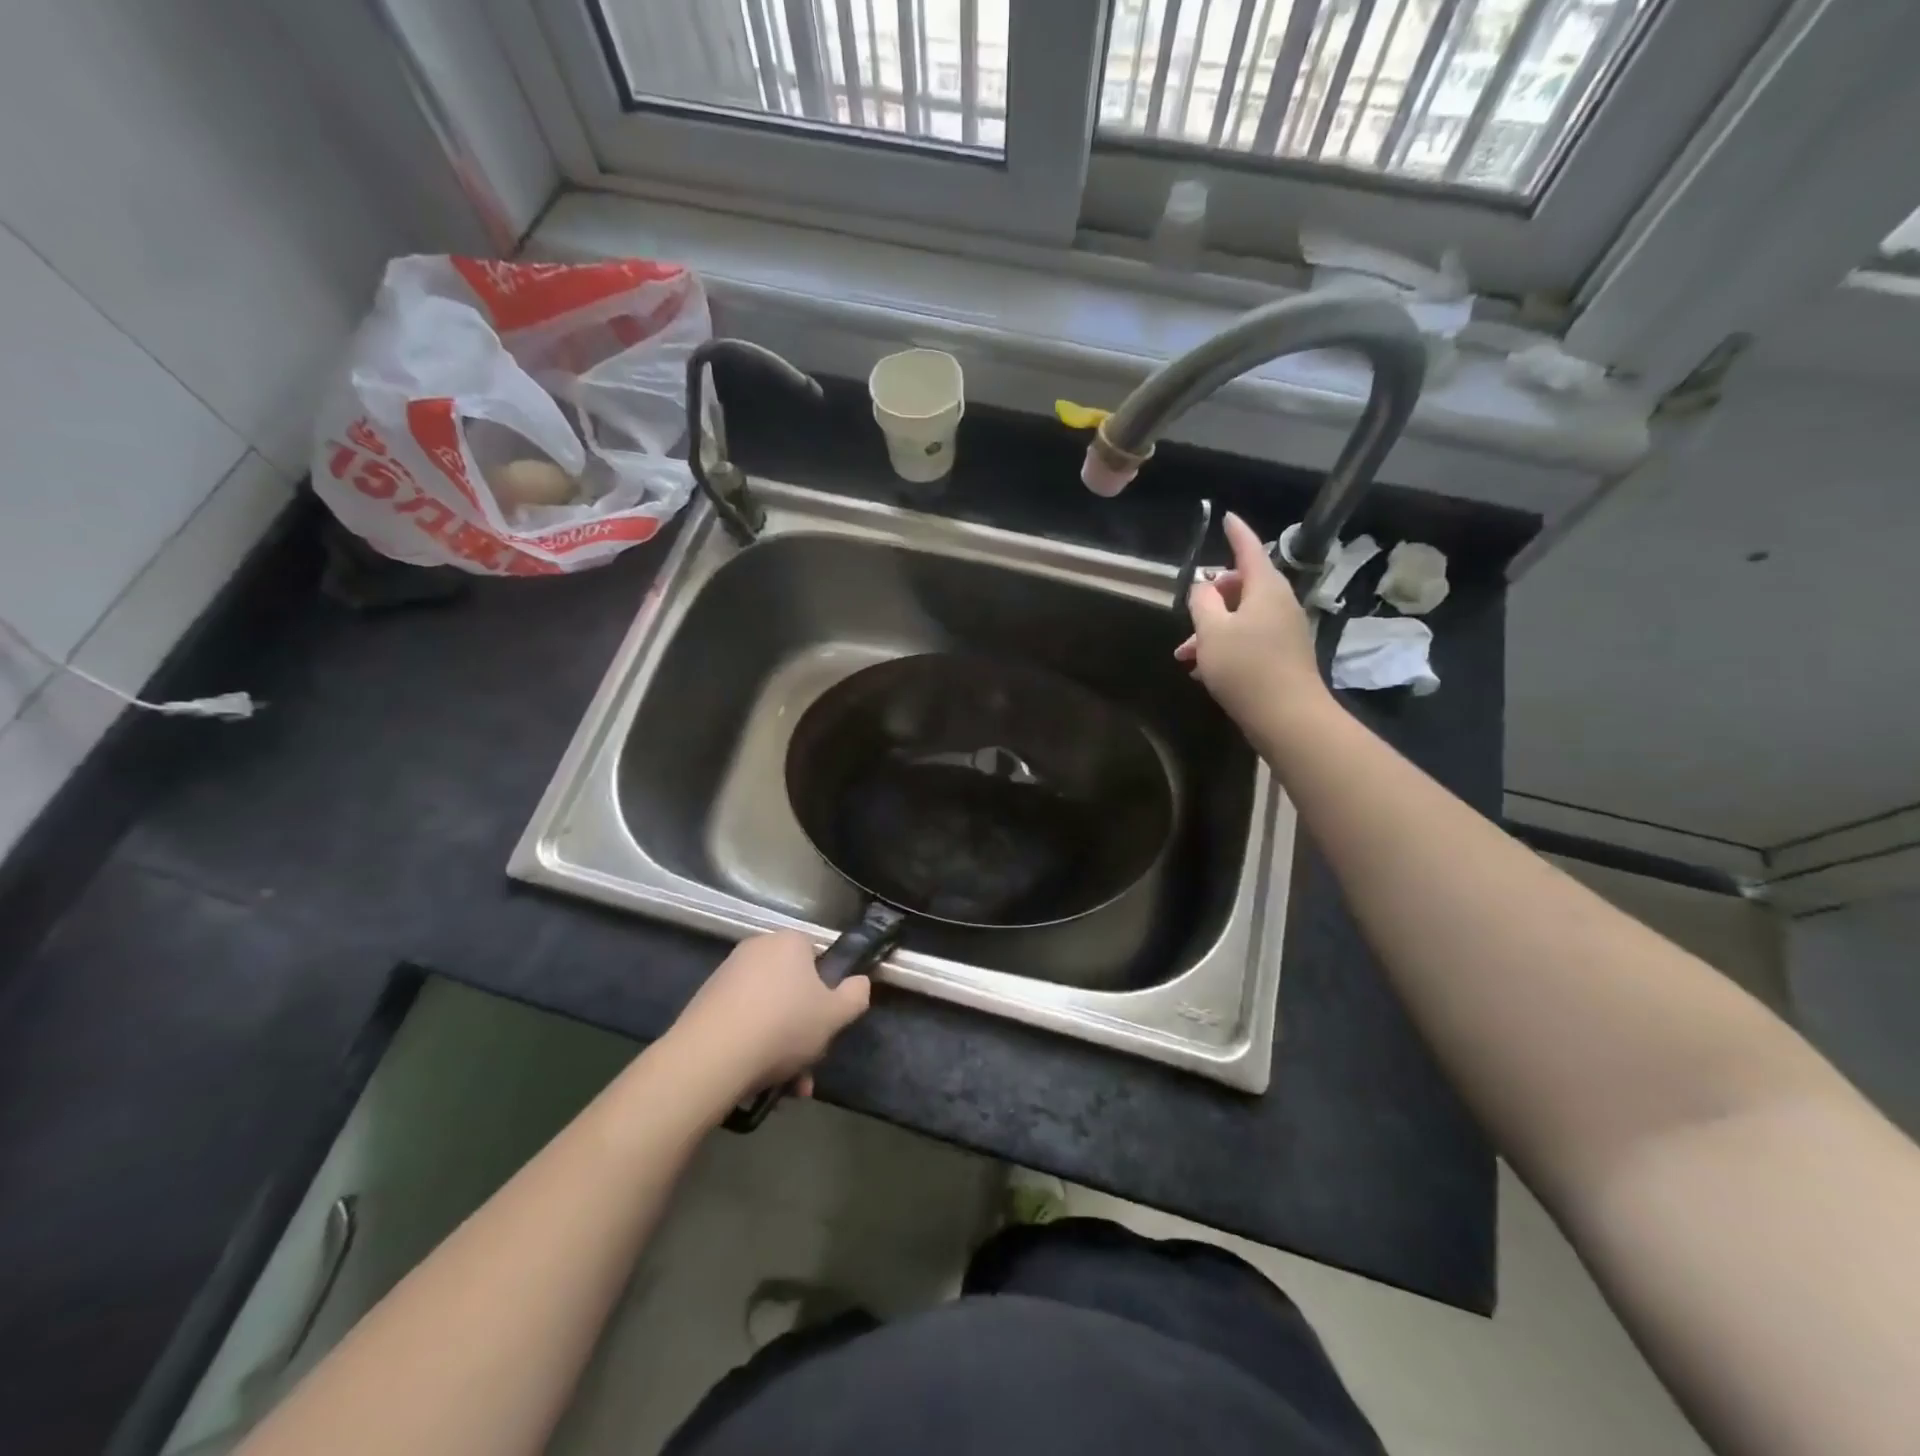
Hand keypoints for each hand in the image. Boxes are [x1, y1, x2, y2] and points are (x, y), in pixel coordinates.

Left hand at [673, 932, 870, 1099]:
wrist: (710, 1057)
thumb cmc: (783, 1026)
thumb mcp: (835, 1015)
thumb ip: (856, 995)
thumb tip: (859, 982)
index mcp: (789, 942)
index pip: (817, 956)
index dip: (826, 989)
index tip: (827, 1022)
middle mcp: (757, 949)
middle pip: (791, 987)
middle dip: (803, 1027)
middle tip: (809, 1062)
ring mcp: (726, 975)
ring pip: (768, 1011)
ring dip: (781, 1046)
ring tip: (787, 1086)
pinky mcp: (704, 1003)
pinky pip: (741, 1023)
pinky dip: (753, 1047)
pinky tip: (759, 1082)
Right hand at [1175, 511, 1328, 736]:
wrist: (1287, 716)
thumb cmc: (1245, 667)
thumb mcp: (1212, 632)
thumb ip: (1202, 602)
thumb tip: (1203, 587)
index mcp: (1265, 588)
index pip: (1249, 549)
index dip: (1235, 533)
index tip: (1226, 517)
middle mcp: (1279, 603)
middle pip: (1243, 585)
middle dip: (1212, 596)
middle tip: (1189, 612)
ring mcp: (1284, 630)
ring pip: (1242, 616)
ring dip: (1213, 628)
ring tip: (1185, 653)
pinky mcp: (1283, 655)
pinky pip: (1250, 638)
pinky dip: (1226, 645)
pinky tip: (1204, 669)